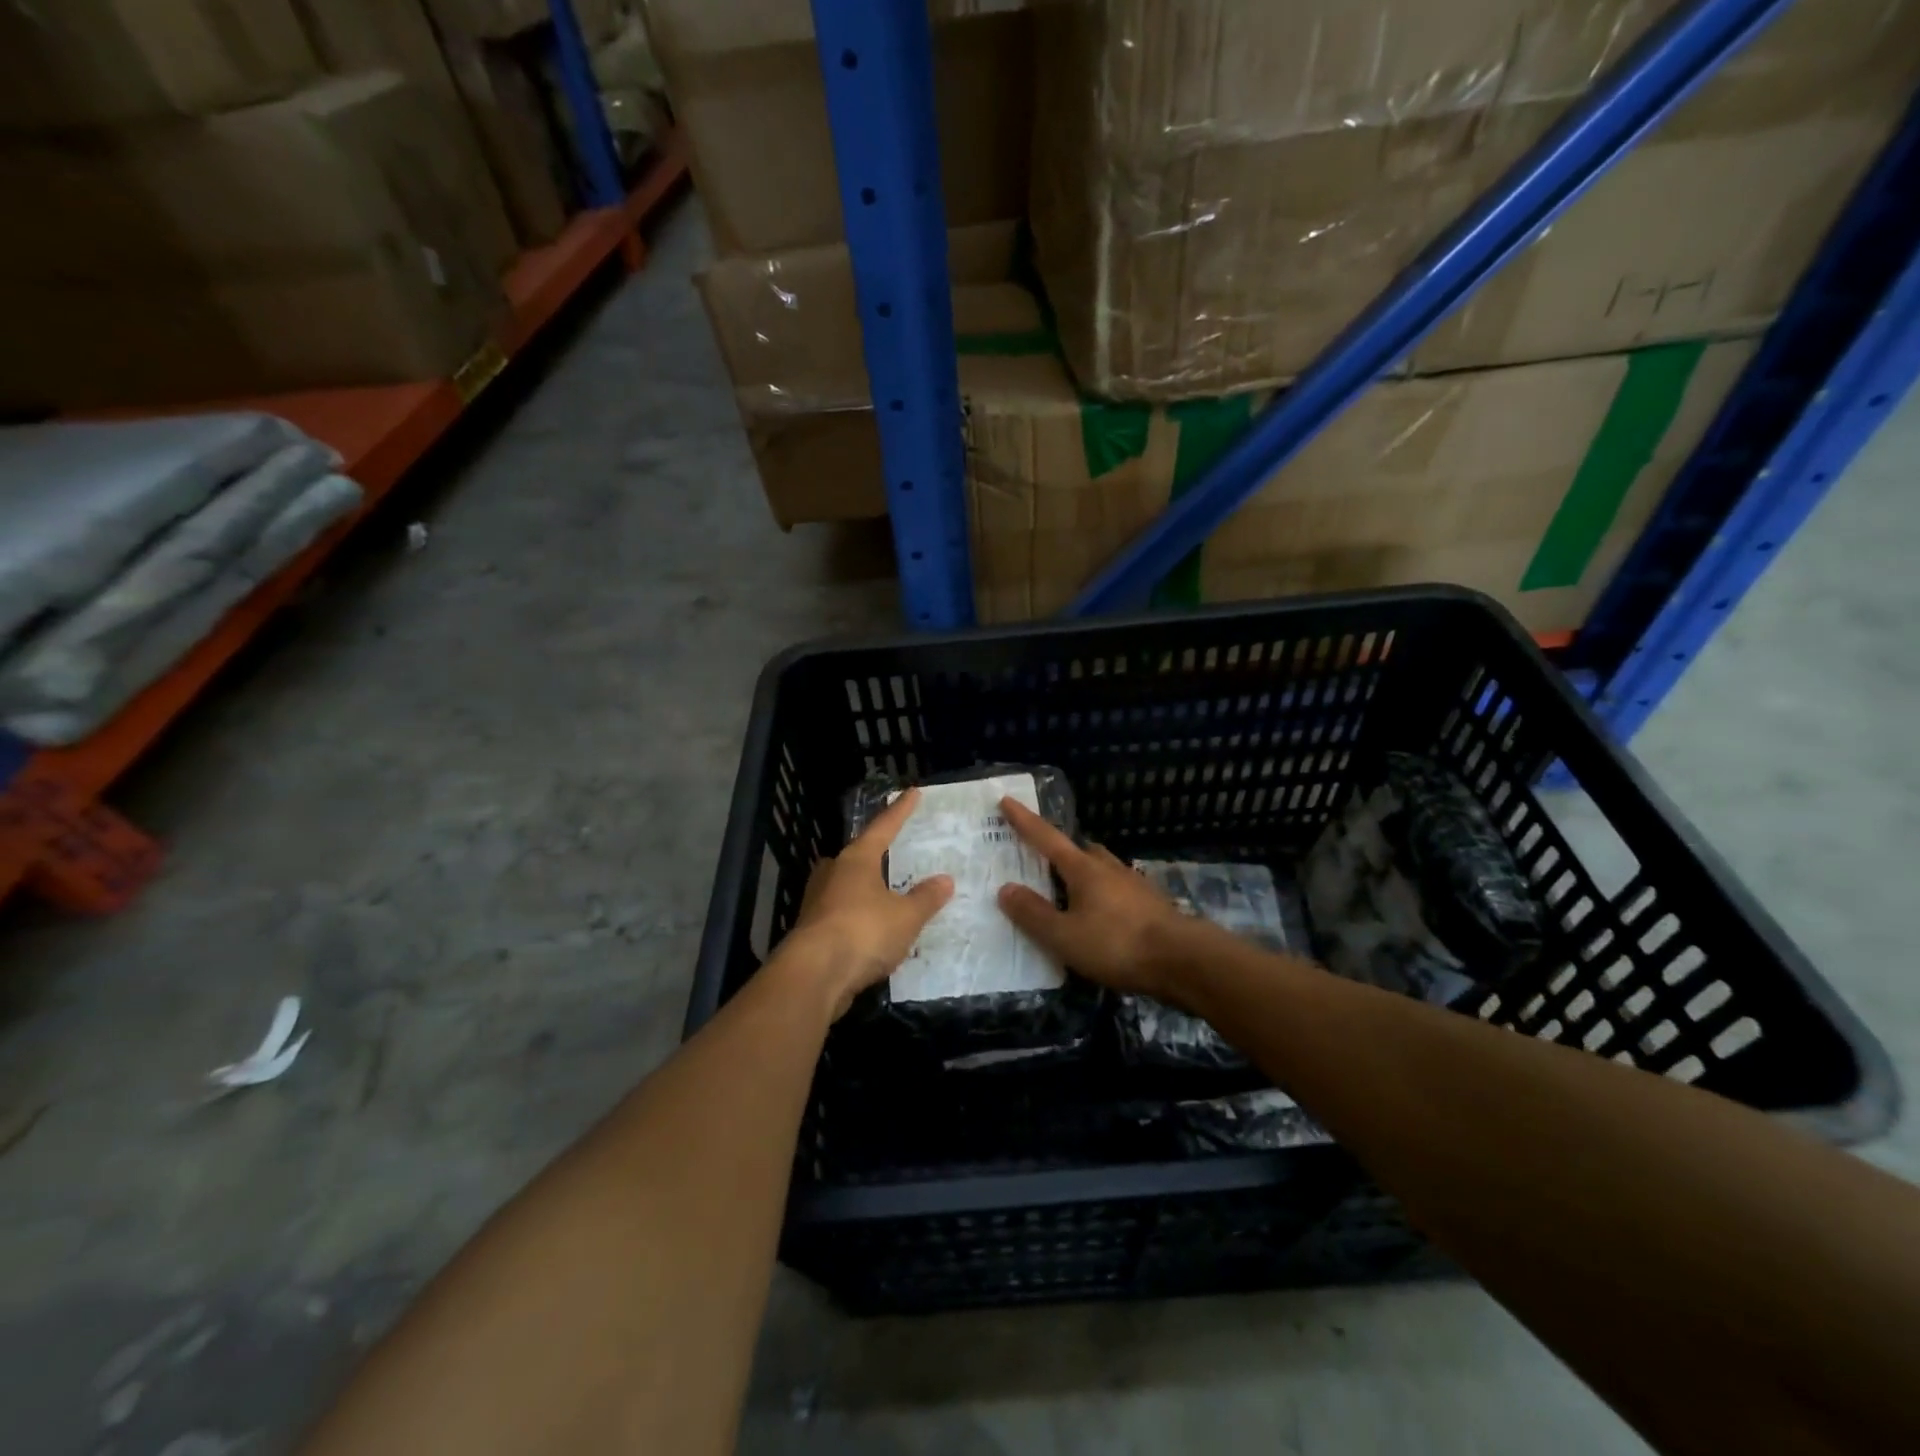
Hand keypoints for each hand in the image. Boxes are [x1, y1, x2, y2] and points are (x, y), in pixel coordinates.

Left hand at [784, 788, 953, 1018]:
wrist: (814, 975)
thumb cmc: (863, 932)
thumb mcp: (906, 916)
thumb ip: (925, 898)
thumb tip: (945, 880)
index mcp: (856, 860)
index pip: (883, 828)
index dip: (900, 811)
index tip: (913, 792)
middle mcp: (833, 874)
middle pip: (855, 856)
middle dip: (871, 853)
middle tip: (889, 852)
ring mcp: (817, 903)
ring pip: (843, 886)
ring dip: (862, 889)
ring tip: (882, 893)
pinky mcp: (811, 932)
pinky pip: (840, 915)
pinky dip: (856, 918)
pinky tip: (868, 930)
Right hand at [995, 797, 1206, 1003]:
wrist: (1184, 961)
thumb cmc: (1117, 945)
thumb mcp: (1065, 936)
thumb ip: (1033, 914)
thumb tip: (1005, 888)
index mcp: (1083, 870)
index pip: (1046, 838)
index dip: (1024, 821)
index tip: (1007, 800)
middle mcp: (1109, 869)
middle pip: (1080, 850)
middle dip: (1060, 851)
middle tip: (1043, 860)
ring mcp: (1134, 885)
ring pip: (1102, 870)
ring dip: (1084, 875)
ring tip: (1070, 893)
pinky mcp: (1151, 906)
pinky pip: (1118, 892)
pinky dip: (1103, 897)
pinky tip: (1102, 917)